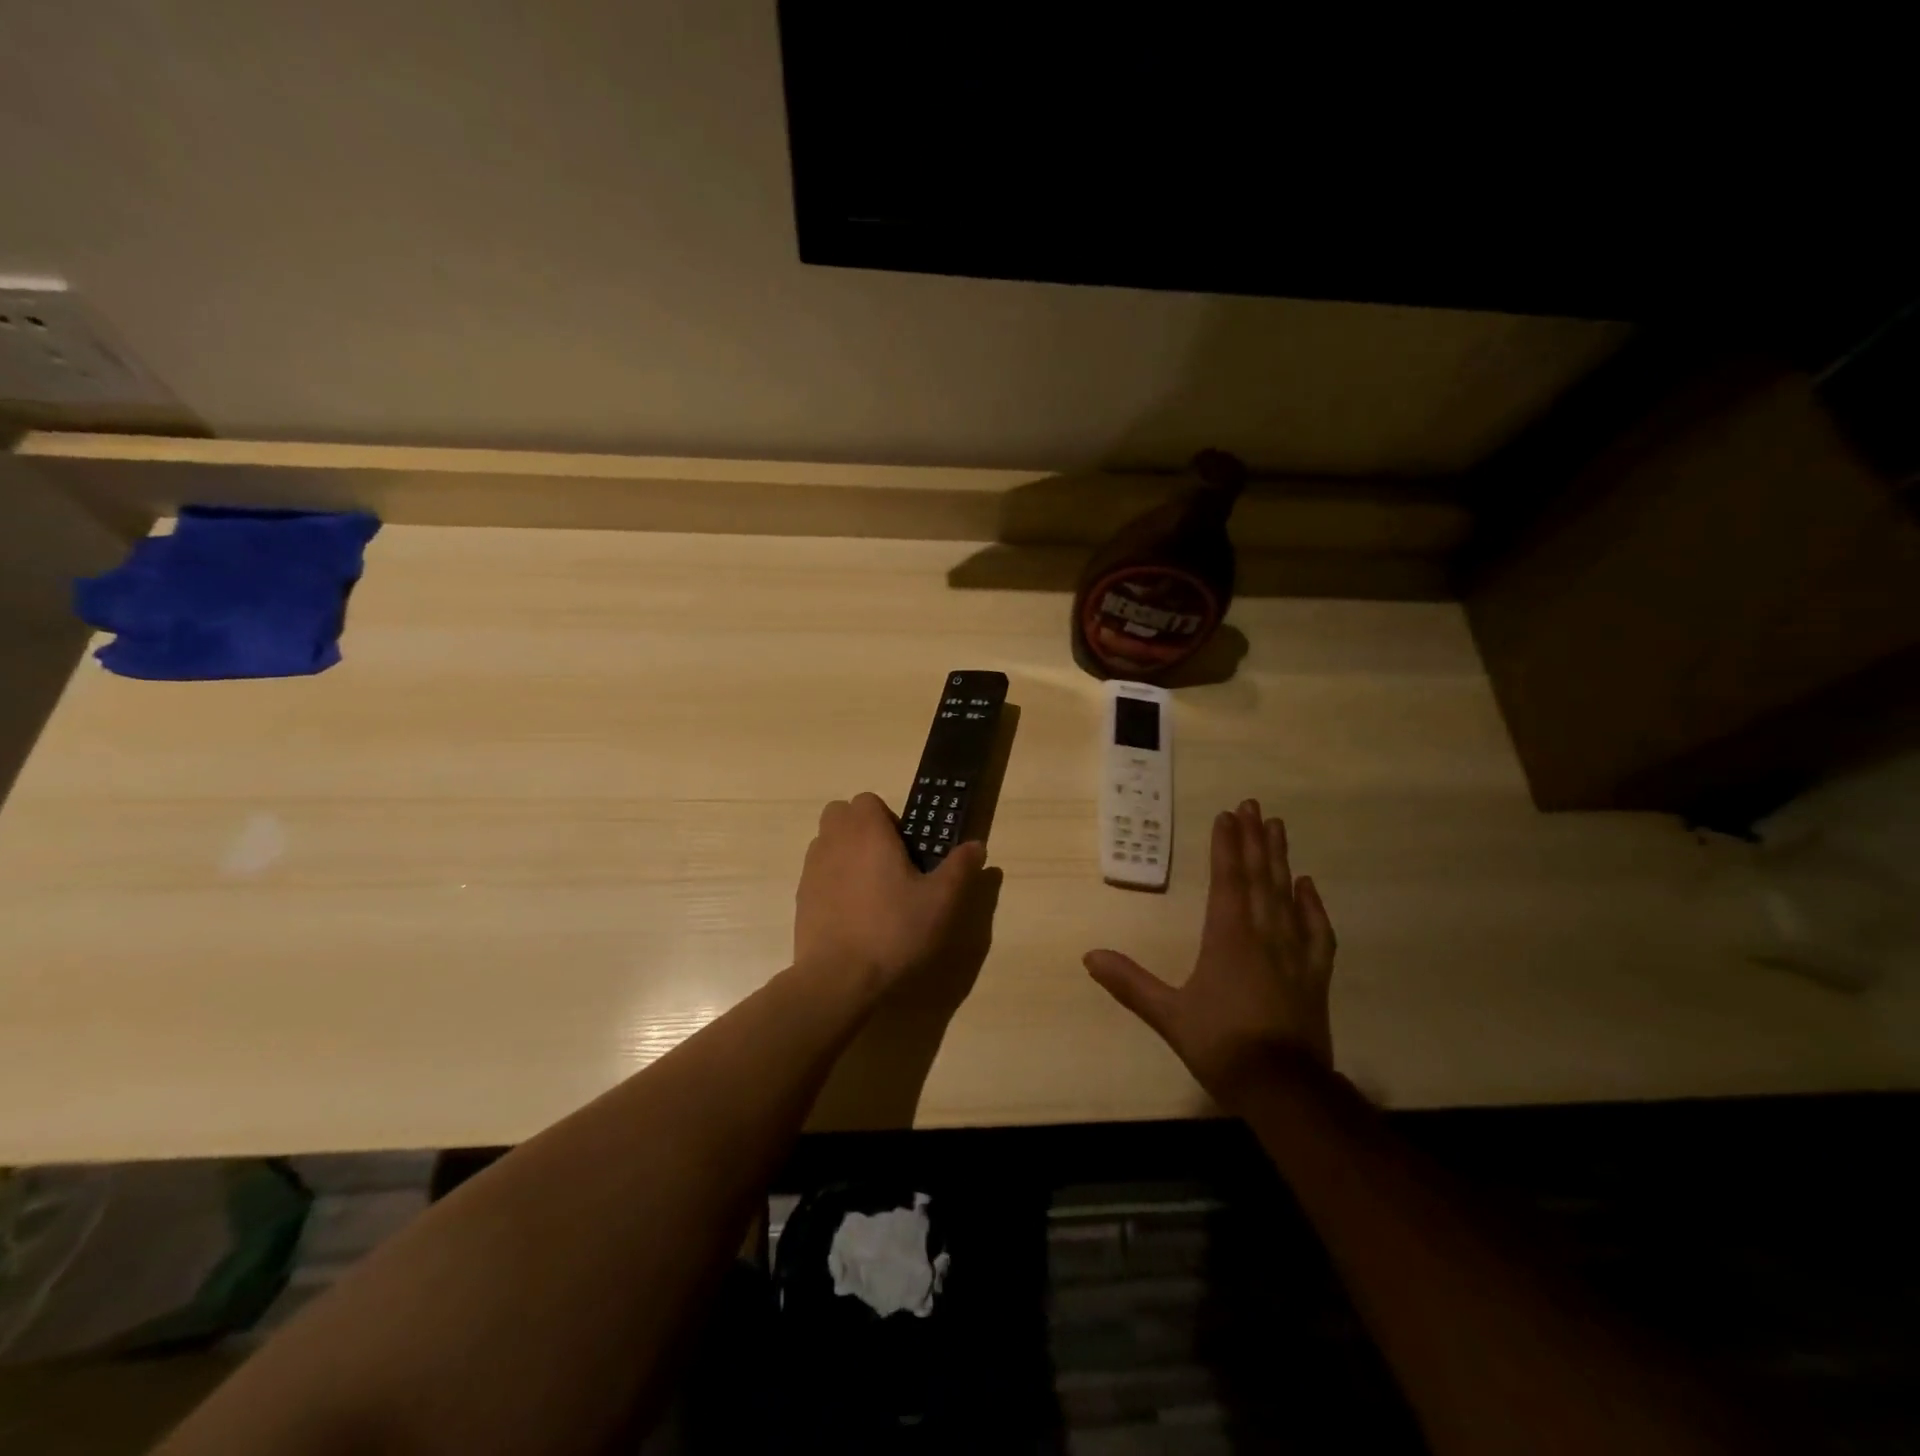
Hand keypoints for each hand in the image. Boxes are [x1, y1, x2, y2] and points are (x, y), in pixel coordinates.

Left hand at [794, 793, 988, 997]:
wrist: (838, 979)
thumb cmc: (894, 931)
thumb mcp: (940, 901)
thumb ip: (959, 868)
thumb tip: (976, 845)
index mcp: (866, 832)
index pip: (867, 800)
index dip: (887, 818)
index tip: (905, 848)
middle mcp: (833, 841)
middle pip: (840, 815)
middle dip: (861, 829)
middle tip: (888, 862)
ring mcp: (811, 870)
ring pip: (826, 842)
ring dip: (845, 852)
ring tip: (871, 889)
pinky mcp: (800, 898)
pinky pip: (817, 874)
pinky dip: (832, 881)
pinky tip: (853, 914)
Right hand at [1085, 799, 1335, 1108]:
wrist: (1284, 1089)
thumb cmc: (1222, 1046)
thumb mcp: (1168, 1016)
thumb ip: (1130, 983)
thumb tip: (1089, 956)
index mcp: (1228, 939)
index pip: (1227, 880)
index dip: (1226, 846)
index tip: (1226, 815)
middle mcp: (1263, 935)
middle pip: (1259, 877)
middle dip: (1254, 839)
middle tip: (1253, 805)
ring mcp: (1294, 953)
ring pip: (1287, 894)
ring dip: (1280, 859)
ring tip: (1277, 827)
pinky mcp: (1314, 975)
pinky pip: (1316, 930)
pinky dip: (1312, 904)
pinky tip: (1308, 886)